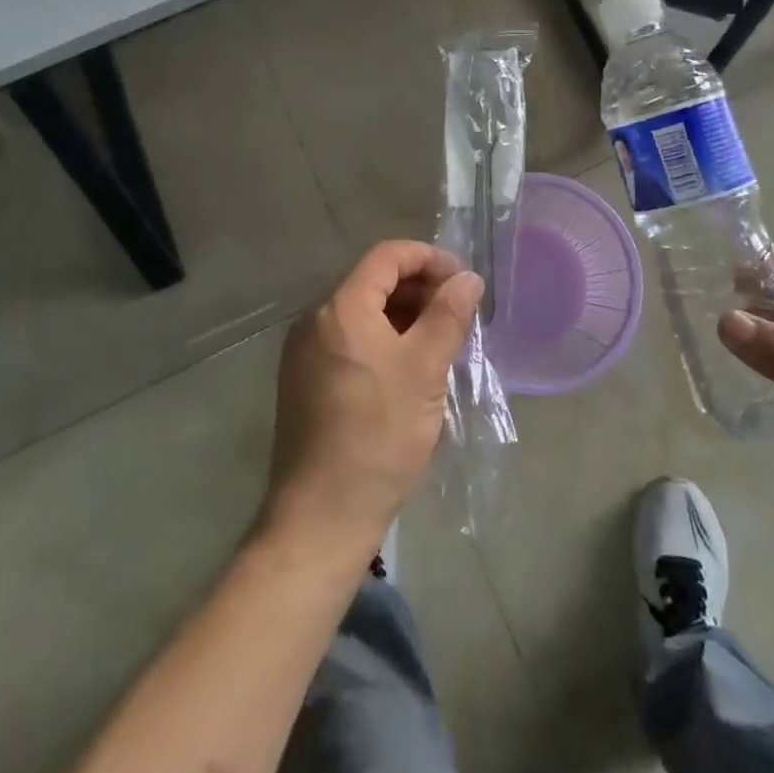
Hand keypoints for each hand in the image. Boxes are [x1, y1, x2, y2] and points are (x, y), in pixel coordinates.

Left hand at [260, 241, 483, 564]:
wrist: (321, 516)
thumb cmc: (378, 436)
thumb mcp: (424, 370)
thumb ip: (447, 315)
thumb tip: (468, 277)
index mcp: (340, 308)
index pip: (387, 256)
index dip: (429, 258)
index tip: (463, 283)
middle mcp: (315, 319)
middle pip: (373, 281)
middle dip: (419, 288)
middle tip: (457, 316)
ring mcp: (305, 351)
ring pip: (362, 312)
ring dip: (403, 316)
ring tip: (440, 342)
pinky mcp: (305, 380)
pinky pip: (349, 339)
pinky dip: (382, 339)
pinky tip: (409, 368)